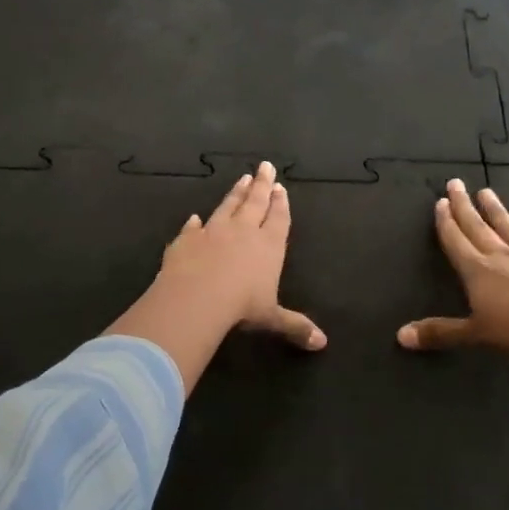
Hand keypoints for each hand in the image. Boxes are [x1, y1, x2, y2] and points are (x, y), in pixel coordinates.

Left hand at [157, 161, 324, 350]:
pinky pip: (192, 227)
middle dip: (262, 185)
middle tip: (265, 166)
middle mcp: (242, 231)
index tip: (281, 188)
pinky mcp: (186, 239)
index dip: (281, 204)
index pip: (278, 218)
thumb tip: (322, 343)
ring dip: (236, 193)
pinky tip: (194, 218)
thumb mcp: (272, 318)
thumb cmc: (241, 306)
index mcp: (268, 245)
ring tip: (242, 179)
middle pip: (255, 202)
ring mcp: (212, 231)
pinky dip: (194, 223)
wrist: (196, 297)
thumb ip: (295, 326)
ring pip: (227, 206)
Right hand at [397, 179, 508, 357]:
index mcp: (477, 271)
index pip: (456, 241)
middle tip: (456, 183)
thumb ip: (439, 333)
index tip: (440, 202)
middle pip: (478, 228)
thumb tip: (400, 336)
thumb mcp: (473, 335)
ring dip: (498, 212)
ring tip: (488, 192)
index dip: (446, 222)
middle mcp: (503, 257)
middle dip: (465, 207)